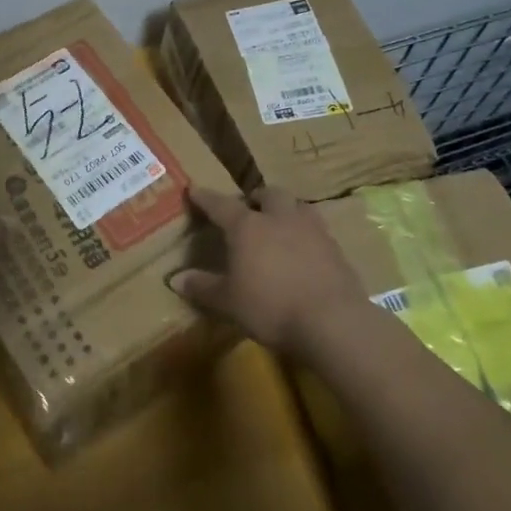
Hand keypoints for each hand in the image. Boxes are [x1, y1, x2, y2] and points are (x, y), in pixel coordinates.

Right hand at [169, 185, 368, 355]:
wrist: (332, 322)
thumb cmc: (271, 307)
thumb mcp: (229, 302)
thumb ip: (203, 287)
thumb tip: (175, 279)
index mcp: (247, 226)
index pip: (221, 205)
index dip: (205, 197)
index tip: (194, 189)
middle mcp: (279, 218)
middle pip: (268, 194)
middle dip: (257, 197)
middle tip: (250, 208)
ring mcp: (312, 230)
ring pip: (297, 206)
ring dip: (286, 209)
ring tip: (279, 224)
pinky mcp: (335, 247)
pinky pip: (316, 229)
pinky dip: (305, 233)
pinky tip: (304, 250)